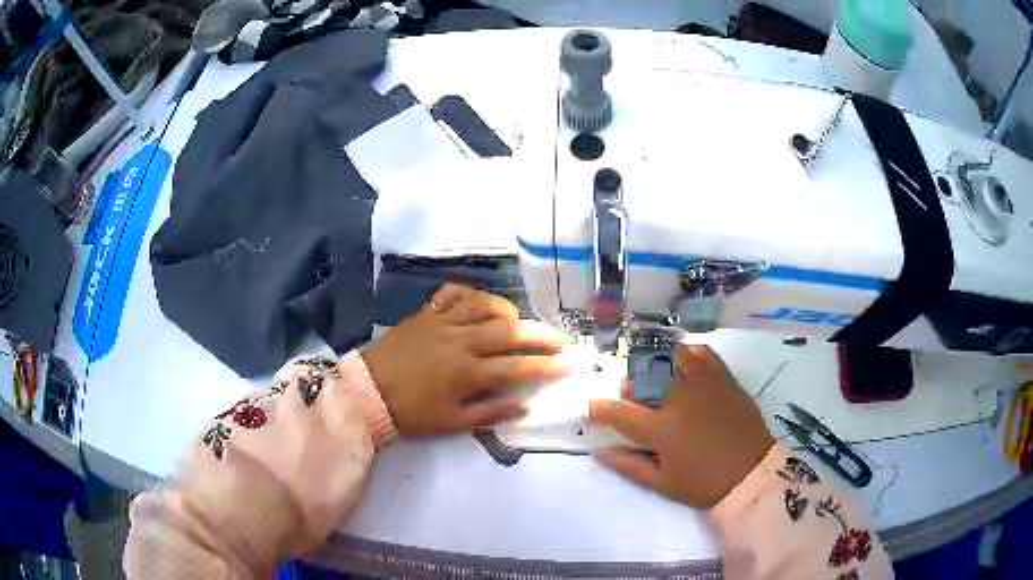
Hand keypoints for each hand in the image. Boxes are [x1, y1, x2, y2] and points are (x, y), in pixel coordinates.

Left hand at [363, 284, 571, 436]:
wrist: (368, 392)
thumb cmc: (411, 412)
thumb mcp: (451, 422)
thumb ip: (490, 412)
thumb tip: (523, 405)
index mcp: (467, 372)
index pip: (517, 366)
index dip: (546, 365)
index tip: (568, 364)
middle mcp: (460, 341)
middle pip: (509, 331)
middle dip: (541, 335)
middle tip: (562, 338)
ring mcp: (442, 322)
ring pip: (485, 306)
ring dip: (508, 311)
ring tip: (520, 321)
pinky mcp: (426, 313)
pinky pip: (453, 293)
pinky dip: (471, 294)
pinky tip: (481, 304)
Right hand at [589, 344, 773, 508]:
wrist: (751, 473)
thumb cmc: (703, 484)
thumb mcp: (661, 483)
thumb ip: (628, 465)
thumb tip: (599, 452)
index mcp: (660, 429)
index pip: (618, 412)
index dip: (600, 409)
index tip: (594, 409)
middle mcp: (678, 399)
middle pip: (642, 379)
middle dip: (630, 388)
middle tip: (633, 400)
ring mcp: (702, 384)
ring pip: (669, 359)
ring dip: (655, 367)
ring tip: (657, 380)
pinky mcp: (723, 378)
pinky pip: (701, 353)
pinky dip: (688, 354)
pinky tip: (684, 365)